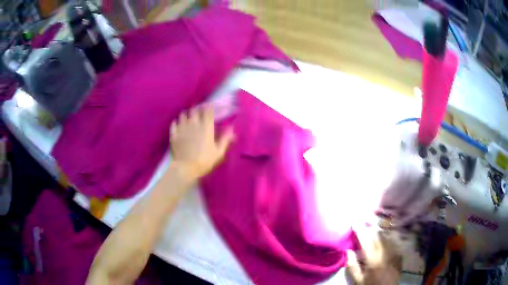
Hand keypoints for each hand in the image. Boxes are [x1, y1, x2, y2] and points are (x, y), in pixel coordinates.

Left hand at [170, 104, 233, 180]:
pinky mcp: (174, 134)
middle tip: (198, 110)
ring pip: (183, 115)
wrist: (186, 168)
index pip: (208, 112)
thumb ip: (225, 139)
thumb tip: (232, 129)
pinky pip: (174, 124)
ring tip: (187, 116)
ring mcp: (182, 128)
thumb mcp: (219, 152)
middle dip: (197, 109)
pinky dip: (175, 123)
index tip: (210, 105)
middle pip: (194, 110)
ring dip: (186, 114)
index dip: (209, 107)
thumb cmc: (205, 160)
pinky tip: (177, 124)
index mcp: (206, 127)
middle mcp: (194, 124)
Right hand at [346, 226, 401, 284]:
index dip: (361, 232)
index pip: (366, 242)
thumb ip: (352, 266)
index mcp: (373, 260)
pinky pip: (393, 242)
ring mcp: (394, 253)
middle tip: (364, 223)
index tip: (355, 223)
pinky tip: (384, 238)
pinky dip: (387, 238)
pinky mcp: (399, 254)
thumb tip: (348, 251)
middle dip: (370, 228)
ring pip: (387, 237)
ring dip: (379, 232)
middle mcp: (385, 254)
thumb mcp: (358, 280)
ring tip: (373, 228)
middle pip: (378, 236)